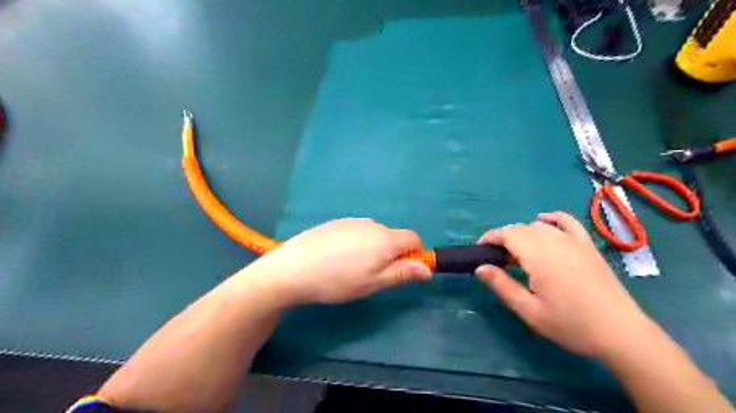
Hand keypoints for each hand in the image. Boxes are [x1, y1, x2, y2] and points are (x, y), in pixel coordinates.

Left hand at [244, 218, 431, 304]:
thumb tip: (428, 269)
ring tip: (349, 268)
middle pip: (393, 237)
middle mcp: (372, 224)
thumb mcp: (374, 283)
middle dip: (390, 253)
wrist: (294, 268)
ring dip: (372, 248)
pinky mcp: (336, 222)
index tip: (399, 271)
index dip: (413, 255)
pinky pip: (356, 231)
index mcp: (386, 239)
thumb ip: (403, 273)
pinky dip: (355, 243)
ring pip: (373, 234)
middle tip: (370, 275)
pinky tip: (335, 257)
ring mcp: (352, 221)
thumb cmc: (338, 280)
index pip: (414, 238)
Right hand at [478, 212, 655, 357]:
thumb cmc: (570, 324)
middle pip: (521, 228)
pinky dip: (552, 218)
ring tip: (518, 252)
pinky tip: (544, 220)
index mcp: (538, 257)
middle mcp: (554, 242)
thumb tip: (479, 268)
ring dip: (523, 233)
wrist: (620, 332)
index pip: (507, 234)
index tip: (480, 249)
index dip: (490, 237)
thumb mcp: (529, 311)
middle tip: (497, 258)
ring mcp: (574, 241)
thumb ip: (502, 286)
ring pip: (539, 226)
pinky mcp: (588, 245)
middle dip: (503, 237)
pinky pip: (568, 221)